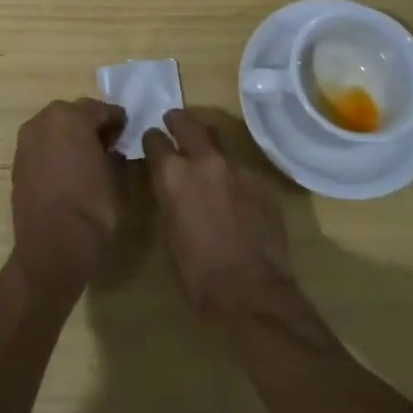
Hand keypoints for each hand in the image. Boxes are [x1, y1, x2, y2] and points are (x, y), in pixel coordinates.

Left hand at [10, 98, 127, 296]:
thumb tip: (112, 151)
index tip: (126, 134)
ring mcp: (26, 141)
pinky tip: (68, 171)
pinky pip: (42, 146)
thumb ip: (116, 156)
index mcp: (71, 117)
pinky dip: (55, 151)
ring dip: (70, 136)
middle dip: (91, 125)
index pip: (102, 109)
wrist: (52, 250)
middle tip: (108, 145)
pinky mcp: (17, 162)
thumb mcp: (117, 180)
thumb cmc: (93, 211)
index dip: (118, 121)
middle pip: (74, 113)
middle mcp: (44, 121)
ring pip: (54, 128)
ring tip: (87, 159)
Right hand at [143, 108, 296, 322]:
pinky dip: (231, 170)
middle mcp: (204, 160)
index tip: (152, 143)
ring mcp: (236, 167)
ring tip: (205, 153)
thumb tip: (172, 187)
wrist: (251, 291)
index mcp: (172, 174)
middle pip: (188, 122)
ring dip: (208, 142)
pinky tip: (233, 190)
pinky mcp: (260, 180)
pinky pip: (241, 165)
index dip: (152, 140)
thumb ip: (170, 198)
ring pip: (219, 138)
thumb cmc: (197, 273)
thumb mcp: (169, 231)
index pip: (155, 139)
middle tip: (174, 124)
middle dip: (178, 121)